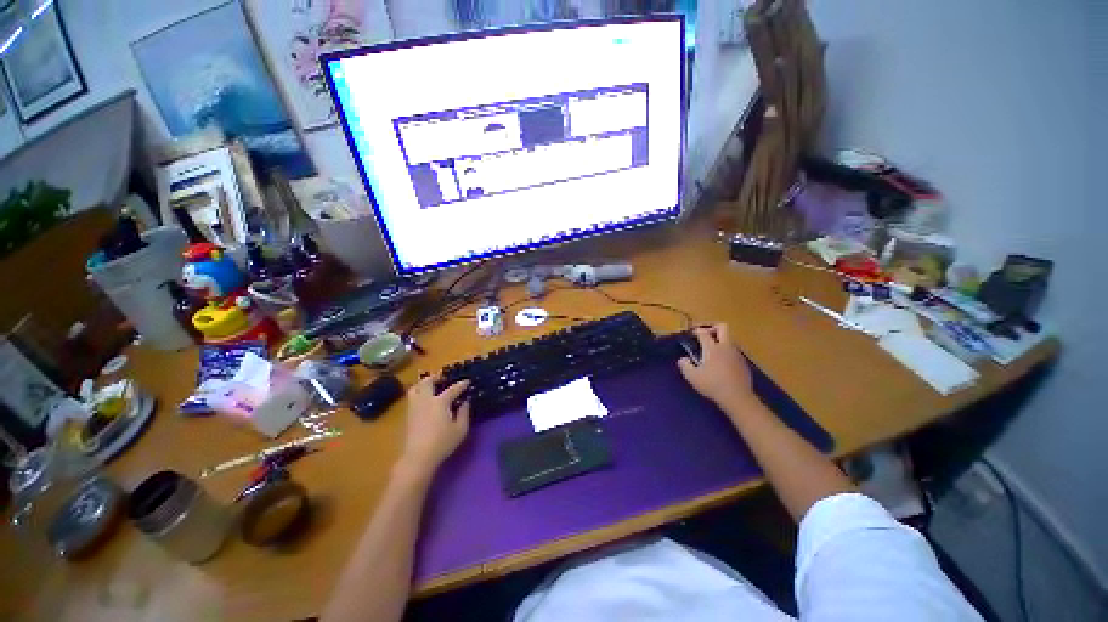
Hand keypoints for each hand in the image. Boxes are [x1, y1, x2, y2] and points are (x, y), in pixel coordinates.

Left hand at [398, 376, 470, 476]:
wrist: (418, 457)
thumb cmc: (442, 443)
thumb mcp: (460, 429)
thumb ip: (464, 413)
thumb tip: (465, 402)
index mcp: (440, 402)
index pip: (453, 389)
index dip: (461, 384)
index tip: (467, 381)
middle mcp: (426, 400)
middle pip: (428, 382)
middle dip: (436, 377)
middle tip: (444, 378)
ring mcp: (415, 407)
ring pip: (416, 388)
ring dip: (424, 383)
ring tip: (431, 386)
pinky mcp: (408, 415)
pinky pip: (412, 397)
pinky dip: (419, 392)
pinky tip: (425, 399)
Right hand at [677, 324, 757, 410]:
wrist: (737, 397)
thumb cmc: (712, 385)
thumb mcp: (692, 376)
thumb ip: (684, 365)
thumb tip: (683, 359)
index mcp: (712, 348)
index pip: (703, 332)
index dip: (695, 330)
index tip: (690, 334)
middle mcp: (725, 346)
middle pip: (722, 327)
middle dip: (712, 327)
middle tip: (704, 334)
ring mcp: (736, 354)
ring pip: (729, 339)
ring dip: (720, 340)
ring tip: (711, 351)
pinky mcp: (743, 363)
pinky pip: (733, 351)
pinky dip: (726, 352)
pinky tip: (721, 363)